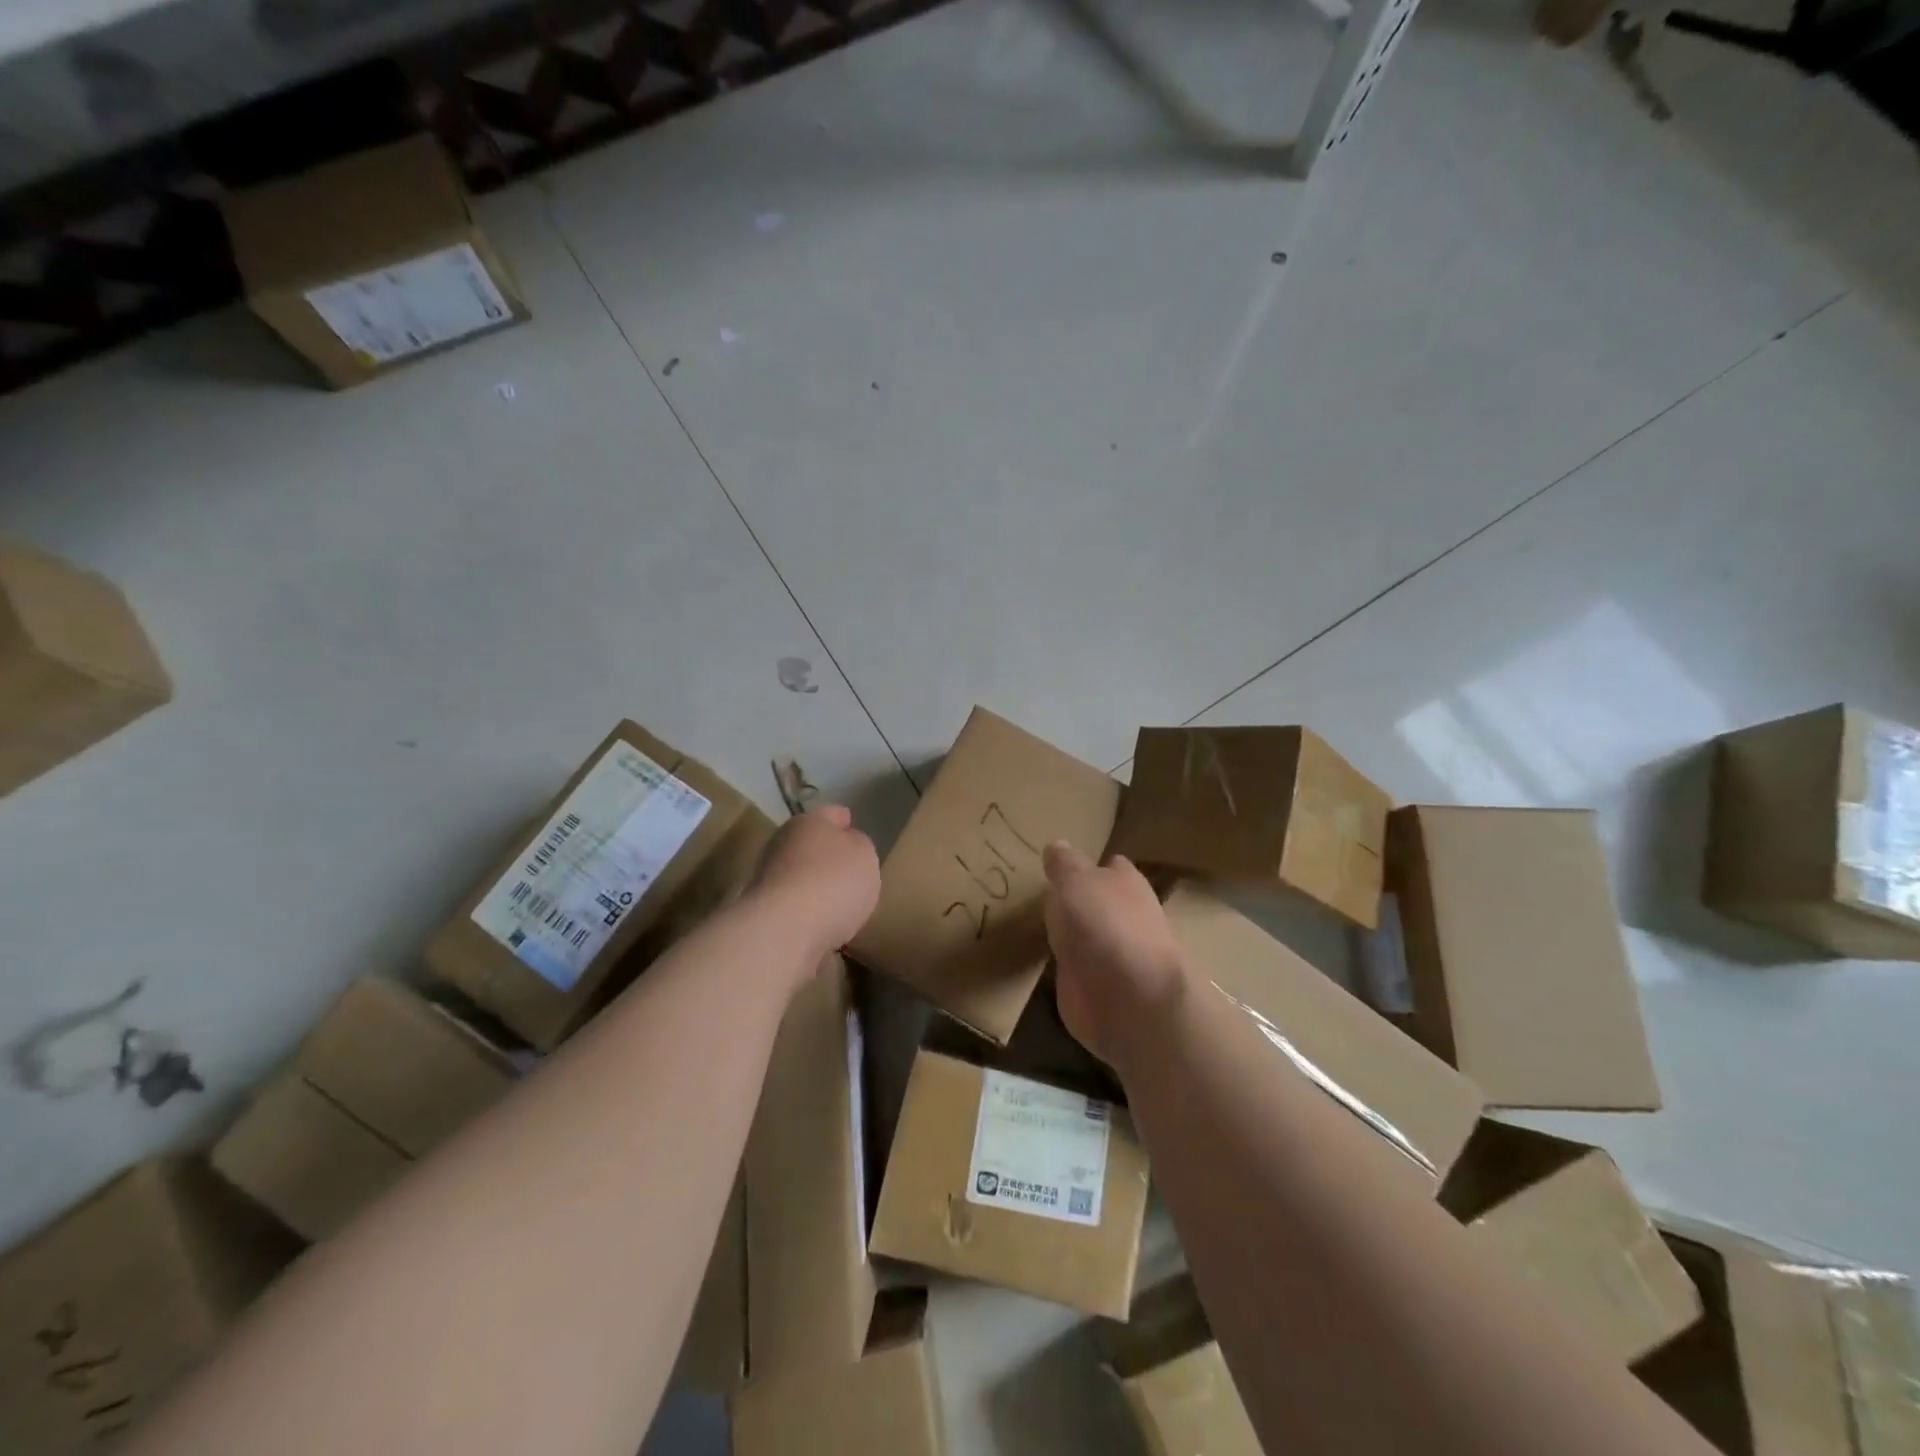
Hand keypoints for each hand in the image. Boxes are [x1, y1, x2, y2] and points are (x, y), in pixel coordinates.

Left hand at [754, 805, 880, 955]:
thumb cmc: (833, 882)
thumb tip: (847, 843)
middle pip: (810, 845)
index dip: (845, 820)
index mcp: (808, 822)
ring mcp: (768, 880)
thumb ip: (859, 845)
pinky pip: (794, 907)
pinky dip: (807, 913)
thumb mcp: (865, 855)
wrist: (783, 931)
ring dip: (815, 885)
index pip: (832, 814)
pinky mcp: (764, 913)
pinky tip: (823, 924)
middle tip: (850, 870)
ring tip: (839, 903)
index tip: (853, 828)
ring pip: (799, 876)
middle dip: (827, 856)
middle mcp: (782, 845)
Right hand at [1042, 842, 1187, 1073]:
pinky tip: (1039, 960)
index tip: (1061, 864)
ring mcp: (1113, 956)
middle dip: (1077, 900)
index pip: (1110, 866)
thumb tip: (1057, 845)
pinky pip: (1075, 969)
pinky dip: (1063, 966)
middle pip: (1098, 902)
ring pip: (1087, 936)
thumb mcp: (1075, 881)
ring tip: (1033, 924)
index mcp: (1126, 883)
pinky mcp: (1098, 989)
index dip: (1088, 864)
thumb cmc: (1104, 925)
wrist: (1128, 999)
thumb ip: (1064, 864)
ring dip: (1069, 934)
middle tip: (1039, 892)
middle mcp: (1125, 917)